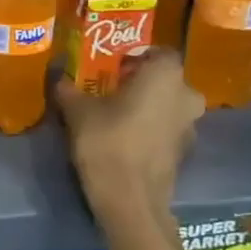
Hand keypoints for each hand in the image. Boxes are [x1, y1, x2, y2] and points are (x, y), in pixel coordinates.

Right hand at [55, 49, 203, 212]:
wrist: (130, 197)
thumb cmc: (106, 141)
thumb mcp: (77, 111)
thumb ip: (69, 89)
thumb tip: (60, 78)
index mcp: (165, 76)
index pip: (160, 52)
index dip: (137, 56)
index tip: (113, 65)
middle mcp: (186, 95)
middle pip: (165, 80)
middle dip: (142, 82)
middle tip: (111, 89)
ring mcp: (190, 125)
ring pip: (168, 105)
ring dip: (147, 106)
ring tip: (114, 115)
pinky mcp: (184, 150)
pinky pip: (166, 128)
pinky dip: (150, 128)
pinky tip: (125, 138)